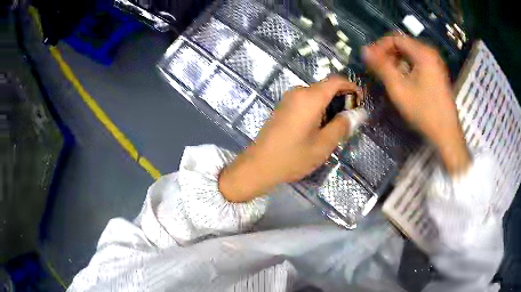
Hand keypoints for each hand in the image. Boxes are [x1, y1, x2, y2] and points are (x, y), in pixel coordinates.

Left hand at [219, 76, 366, 201]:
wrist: (258, 165)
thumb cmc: (293, 157)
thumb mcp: (323, 144)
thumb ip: (343, 125)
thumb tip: (360, 113)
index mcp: (310, 97)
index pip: (336, 81)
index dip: (352, 87)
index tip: (361, 101)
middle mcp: (298, 92)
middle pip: (326, 87)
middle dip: (342, 99)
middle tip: (350, 120)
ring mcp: (288, 99)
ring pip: (316, 95)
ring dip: (330, 105)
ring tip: (336, 127)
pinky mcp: (283, 107)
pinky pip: (306, 101)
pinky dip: (318, 108)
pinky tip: (320, 127)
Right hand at [363, 36, 470, 174]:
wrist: (446, 133)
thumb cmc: (423, 111)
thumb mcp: (399, 88)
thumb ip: (381, 67)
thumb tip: (364, 50)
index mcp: (423, 53)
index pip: (395, 38)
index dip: (379, 46)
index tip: (370, 60)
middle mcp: (430, 53)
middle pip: (403, 45)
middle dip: (387, 54)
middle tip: (377, 68)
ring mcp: (435, 64)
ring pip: (410, 54)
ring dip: (396, 61)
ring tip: (387, 75)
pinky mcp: (437, 73)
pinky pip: (417, 63)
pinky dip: (406, 67)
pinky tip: (402, 80)